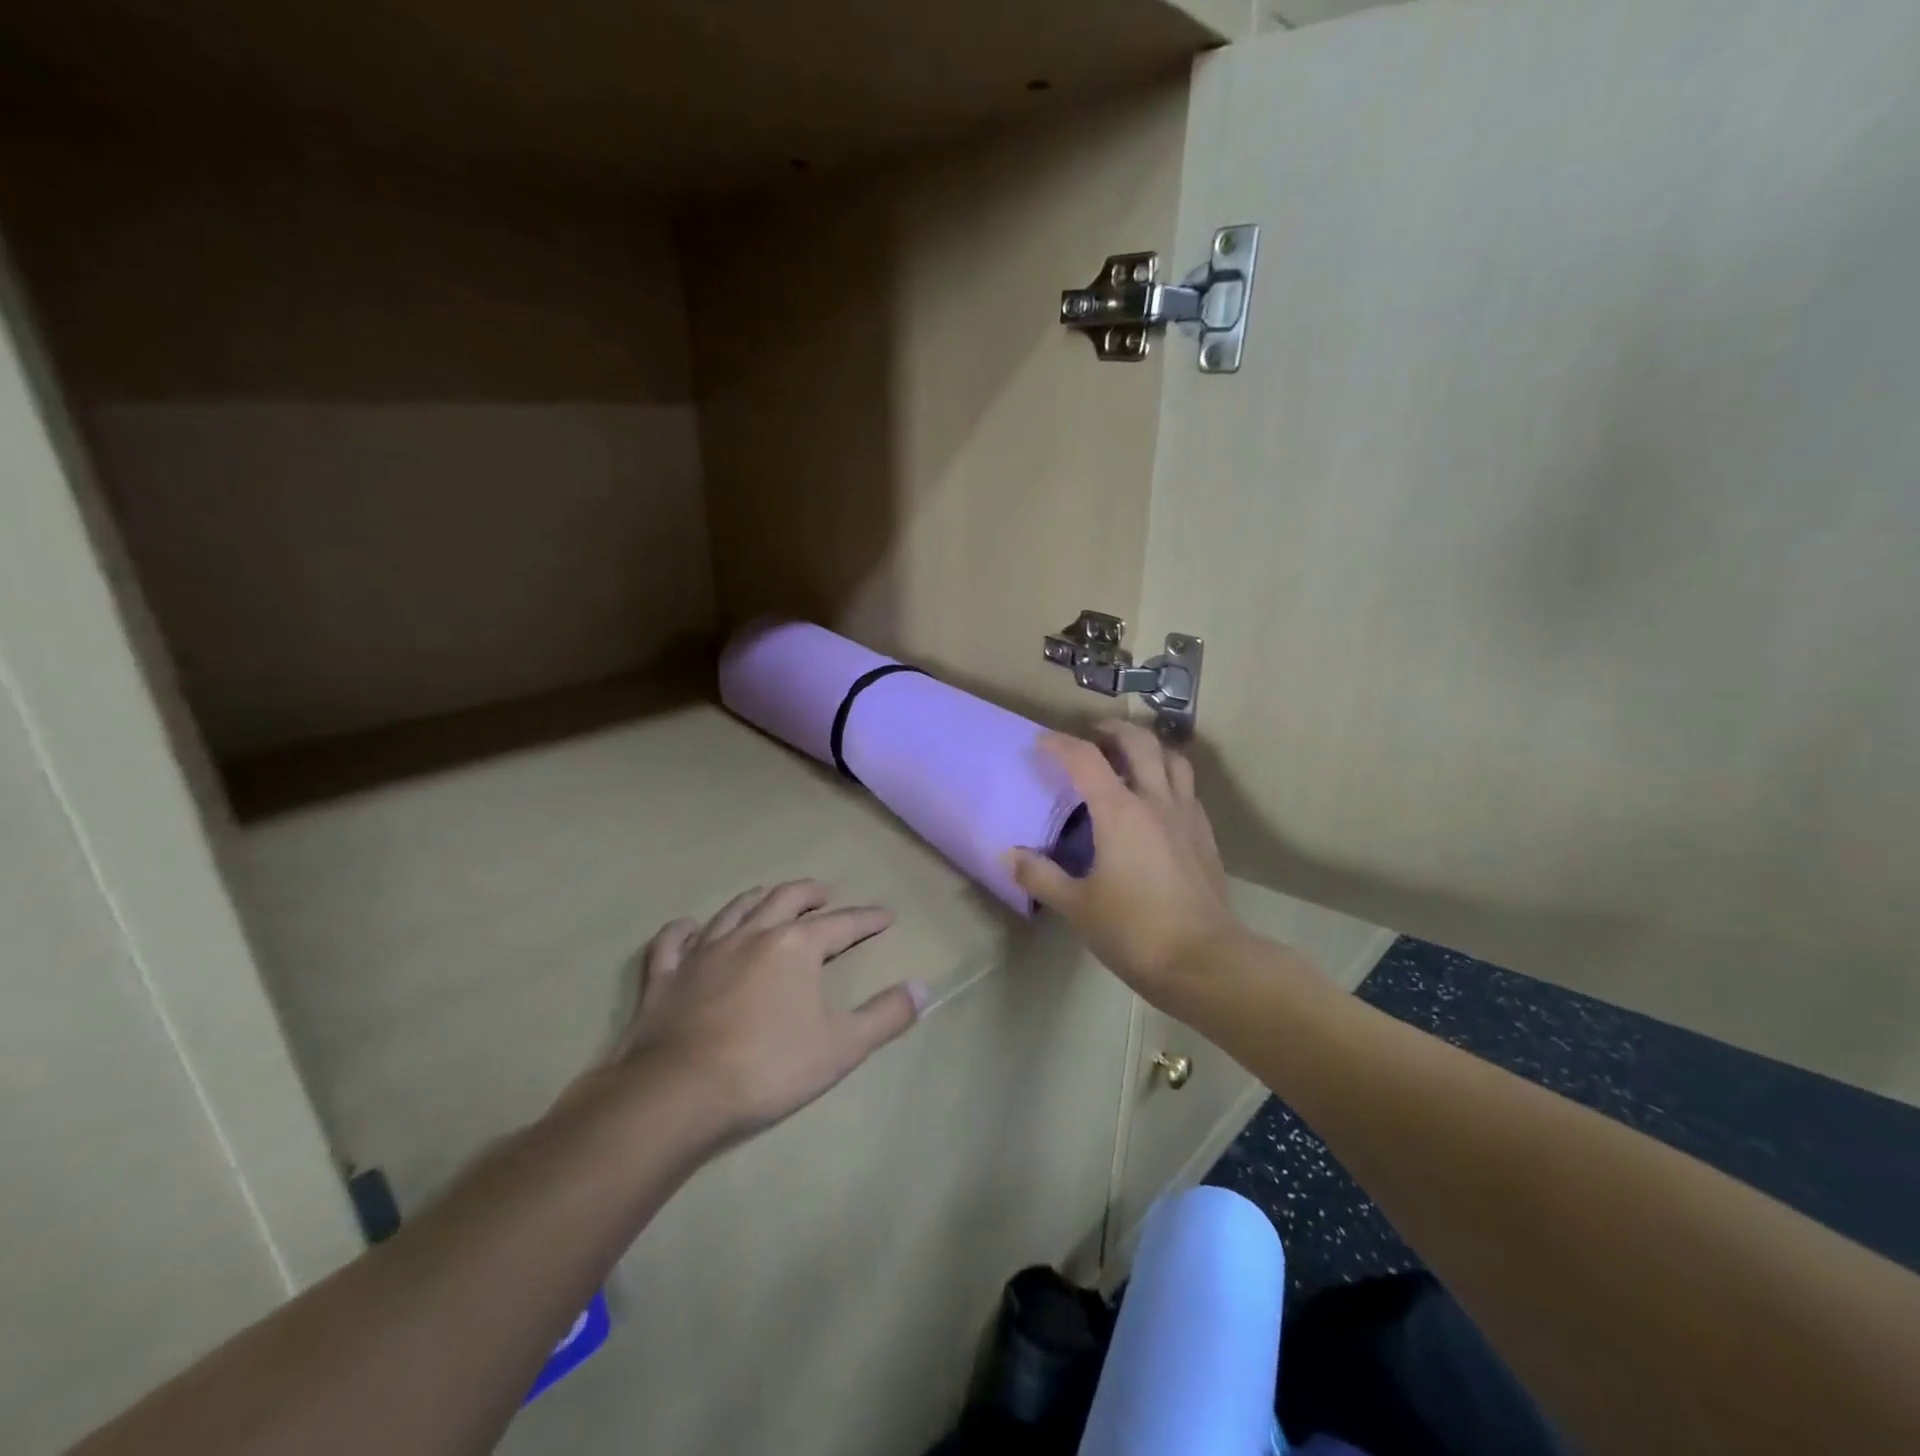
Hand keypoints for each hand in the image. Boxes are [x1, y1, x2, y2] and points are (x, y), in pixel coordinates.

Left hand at [607, 881, 927, 1140]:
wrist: (677, 1094)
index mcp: (795, 946)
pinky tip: (689, 927)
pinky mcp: (665, 977)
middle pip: (785, 899)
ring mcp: (703, 952)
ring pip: (734, 910)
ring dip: (757, 899)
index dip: (867, 919)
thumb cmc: (768, 1067)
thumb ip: (886, 1016)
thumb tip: (924, 989)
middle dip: (810, 893)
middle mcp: (750, 935)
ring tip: (769, 895)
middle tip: (825, 892)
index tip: (886, 917)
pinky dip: (683, 930)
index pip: (841, 924)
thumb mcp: (842, 1047)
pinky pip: (672, 942)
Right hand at [1007, 721, 1242, 1012]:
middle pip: (1139, 742)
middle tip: (1093, 734)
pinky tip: (1158, 798)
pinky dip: (1169, 776)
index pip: (1085, 759)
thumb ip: (1041, 876)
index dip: (1060, 744)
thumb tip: (1008, 855)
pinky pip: (1188, 787)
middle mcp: (1156, 801)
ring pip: (1173, 758)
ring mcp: (1186, 815)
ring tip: (1130, 755)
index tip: (1041, 743)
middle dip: (1113, 729)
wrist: (1202, 960)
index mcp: (1119, 812)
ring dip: (1149, 746)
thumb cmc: (1133, 930)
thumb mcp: (1077, 906)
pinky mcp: (1205, 834)